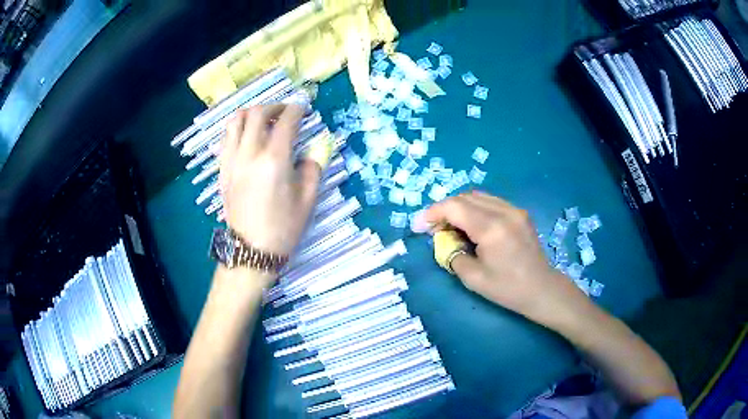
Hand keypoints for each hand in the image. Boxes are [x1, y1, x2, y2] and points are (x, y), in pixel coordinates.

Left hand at [219, 105, 320, 256]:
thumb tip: (315, 146)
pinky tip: (247, 136)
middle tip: (285, 112)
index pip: (285, 121)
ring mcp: (231, 161)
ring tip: (263, 119)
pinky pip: (226, 138)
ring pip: (235, 121)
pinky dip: (237, 128)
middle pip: (257, 113)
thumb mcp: (308, 198)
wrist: (251, 250)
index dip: (297, 109)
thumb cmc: (283, 227)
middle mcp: (249, 154)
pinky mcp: (222, 170)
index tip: (304, 107)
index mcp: (274, 160)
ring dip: (251, 113)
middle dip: (274, 106)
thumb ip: (314, 166)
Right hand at [423, 191, 585, 324]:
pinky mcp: (519, 213)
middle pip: (465, 197)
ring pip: (478, 196)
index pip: (454, 207)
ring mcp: (514, 210)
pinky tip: (471, 225)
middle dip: (444, 209)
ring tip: (450, 226)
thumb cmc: (507, 289)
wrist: (541, 289)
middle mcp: (503, 212)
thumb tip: (443, 240)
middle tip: (434, 229)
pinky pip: (490, 202)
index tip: (418, 226)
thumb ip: (452, 254)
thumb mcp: (473, 278)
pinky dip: (474, 208)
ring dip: (459, 207)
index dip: (432, 213)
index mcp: (491, 228)